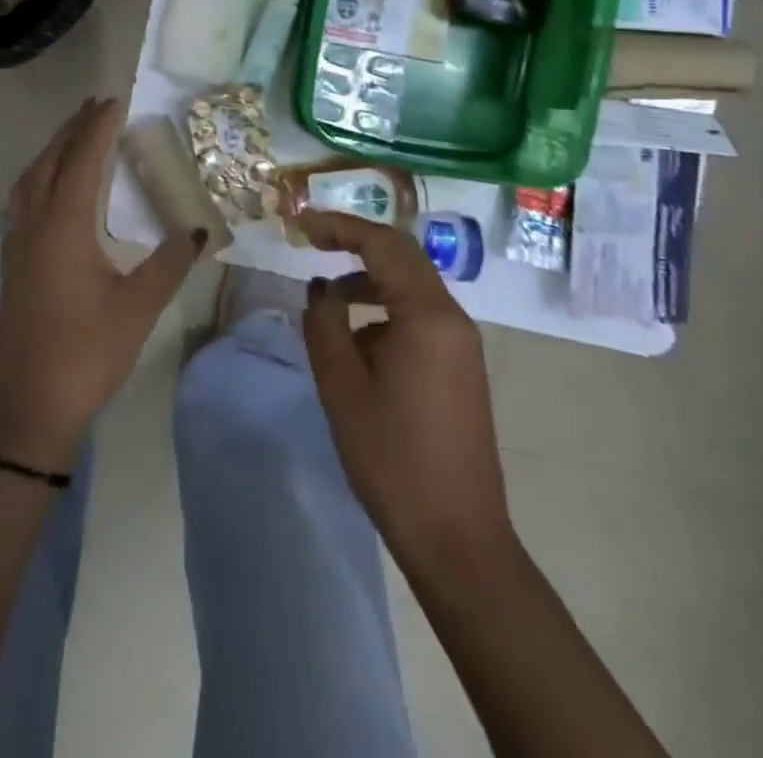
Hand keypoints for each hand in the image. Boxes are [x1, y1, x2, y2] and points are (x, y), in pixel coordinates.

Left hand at [0, 98, 204, 471]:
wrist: (30, 407)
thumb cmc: (88, 352)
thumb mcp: (139, 306)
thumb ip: (171, 262)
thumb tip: (199, 229)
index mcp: (63, 227)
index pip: (83, 162)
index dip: (98, 129)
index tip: (115, 101)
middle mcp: (34, 226)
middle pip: (49, 162)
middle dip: (72, 130)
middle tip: (96, 106)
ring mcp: (17, 246)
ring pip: (29, 181)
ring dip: (52, 152)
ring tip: (75, 137)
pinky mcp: (12, 266)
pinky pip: (22, 202)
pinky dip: (40, 179)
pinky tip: (54, 190)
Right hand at [298, 210, 514, 575]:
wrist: (458, 538)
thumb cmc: (393, 459)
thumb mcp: (342, 387)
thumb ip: (324, 324)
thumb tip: (321, 290)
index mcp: (428, 315)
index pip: (383, 244)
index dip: (339, 226)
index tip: (301, 223)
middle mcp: (452, 318)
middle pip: (402, 256)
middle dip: (355, 243)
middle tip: (311, 242)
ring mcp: (461, 343)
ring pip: (411, 286)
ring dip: (368, 279)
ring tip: (326, 299)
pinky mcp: (460, 366)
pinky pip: (419, 316)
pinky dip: (384, 309)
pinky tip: (356, 340)